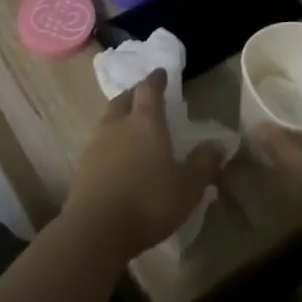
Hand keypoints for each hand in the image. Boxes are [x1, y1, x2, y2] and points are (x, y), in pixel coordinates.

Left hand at [67, 71, 223, 258]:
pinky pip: (99, 142)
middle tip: (146, 97)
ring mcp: (96, 143)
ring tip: (133, 126)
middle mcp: (117, 124)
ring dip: (121, 117)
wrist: (97, 229)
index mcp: (145, 121)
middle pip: (124, 99)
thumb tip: (218, 144)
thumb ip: (204, 163)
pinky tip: (119, 155)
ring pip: (109, 119)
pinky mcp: (83, 165)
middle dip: (135, 94)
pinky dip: (111, 141)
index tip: (161, 73)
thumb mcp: (188, 186)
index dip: (156, 79)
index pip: (149, 89)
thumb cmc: (149, 201)